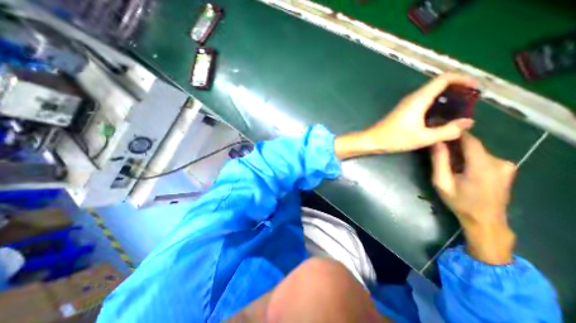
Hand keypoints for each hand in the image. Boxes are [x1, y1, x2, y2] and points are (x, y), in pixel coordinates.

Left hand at [333, 72, 477, 158]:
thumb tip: (468, 122)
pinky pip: (424, 101)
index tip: (475, 88)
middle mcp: (413, 98)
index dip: (462, 78)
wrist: (373, 140)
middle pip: (438, 84)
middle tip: (469, 101)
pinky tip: (441, 116)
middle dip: (457, 89)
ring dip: (446, 98)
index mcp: (419, 100)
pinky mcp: (404, 110)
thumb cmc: (395, 138)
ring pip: (431, 93)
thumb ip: (447, 131)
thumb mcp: (423, 138)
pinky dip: (436, 104)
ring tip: (459, 109)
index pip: (444, 78)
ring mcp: (407, 103)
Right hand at [431, 133, 517, 262]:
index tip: (440, 131)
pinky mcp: (507, 170)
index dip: (455, 134)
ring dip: (462, 153)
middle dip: (455, 146)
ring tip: (448, 162)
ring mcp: (506, 166)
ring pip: (478, 152)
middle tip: (438, 151)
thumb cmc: (459, 202)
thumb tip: (436, 142)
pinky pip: (484, 158)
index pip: (470, 141)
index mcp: (482, 166)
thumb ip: (439, 161)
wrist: (485, 220)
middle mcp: (499, 162)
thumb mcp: (442, 183)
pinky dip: (471, 159)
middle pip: (473, 146)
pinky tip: (462, 168)